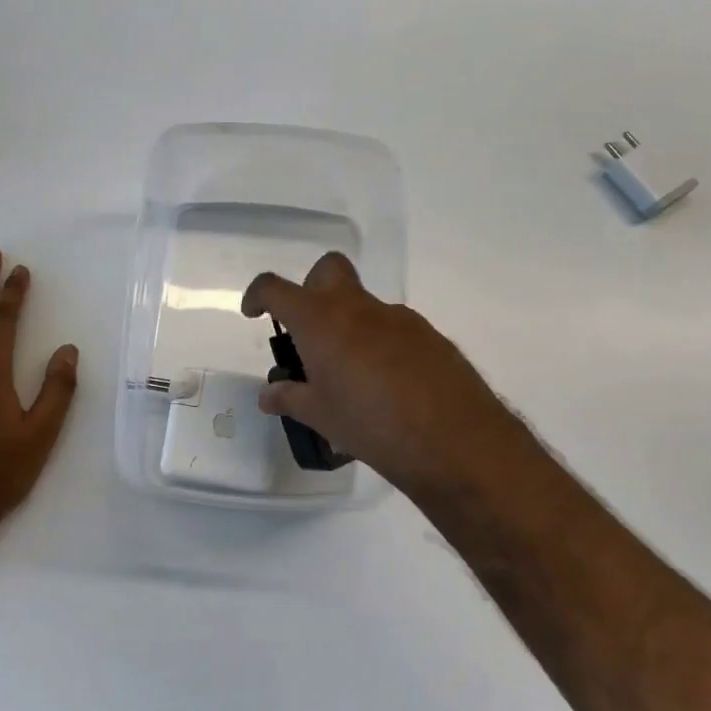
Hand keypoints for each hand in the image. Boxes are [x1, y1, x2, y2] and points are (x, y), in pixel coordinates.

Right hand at [241, 252, 537, 505]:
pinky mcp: (429, 335)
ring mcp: (399, 318)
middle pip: (328, 270)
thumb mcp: (322, 417)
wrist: (455, 440)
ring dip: (349, 326)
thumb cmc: (372, 426)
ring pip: (364, 305)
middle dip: (311, 289)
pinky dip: (380, 344)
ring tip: (352, 379)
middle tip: (308, 333)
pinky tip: (388, 387)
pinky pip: (393, 328)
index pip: (276, 288)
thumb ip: (291, 399)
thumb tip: (269, 394)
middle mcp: (359, 308)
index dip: (258, 294)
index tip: (255, 314)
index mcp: (322, 322)